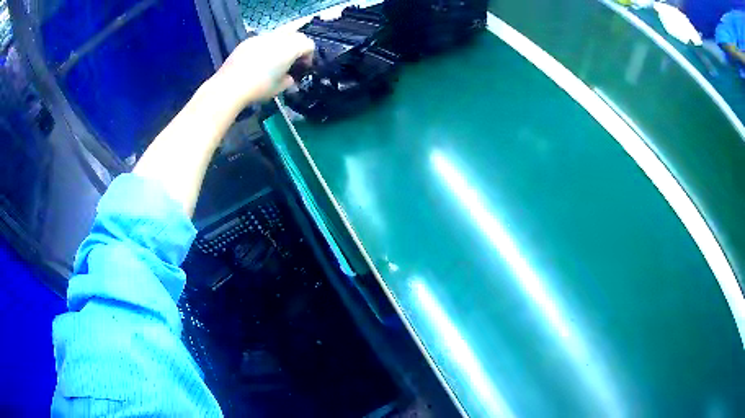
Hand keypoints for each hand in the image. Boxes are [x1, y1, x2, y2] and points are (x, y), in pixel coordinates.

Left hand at [213, 31, 314, 108]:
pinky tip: (258, 60)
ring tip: (275, 59)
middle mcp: (278, 38)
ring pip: (279, 35)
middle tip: (292, 60)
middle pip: (296, 35)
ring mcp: (262, 37)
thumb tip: (289, 77)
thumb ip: (289, 79)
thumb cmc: (259, 88)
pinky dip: (266, 46)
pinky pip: (263, 39)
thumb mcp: (280, 87)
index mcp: (290, 48)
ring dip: (282, 44)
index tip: (303, 67)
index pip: (309, 44)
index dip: (309, 55)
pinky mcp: (248, 41)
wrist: (230, 86)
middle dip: (298, 45)